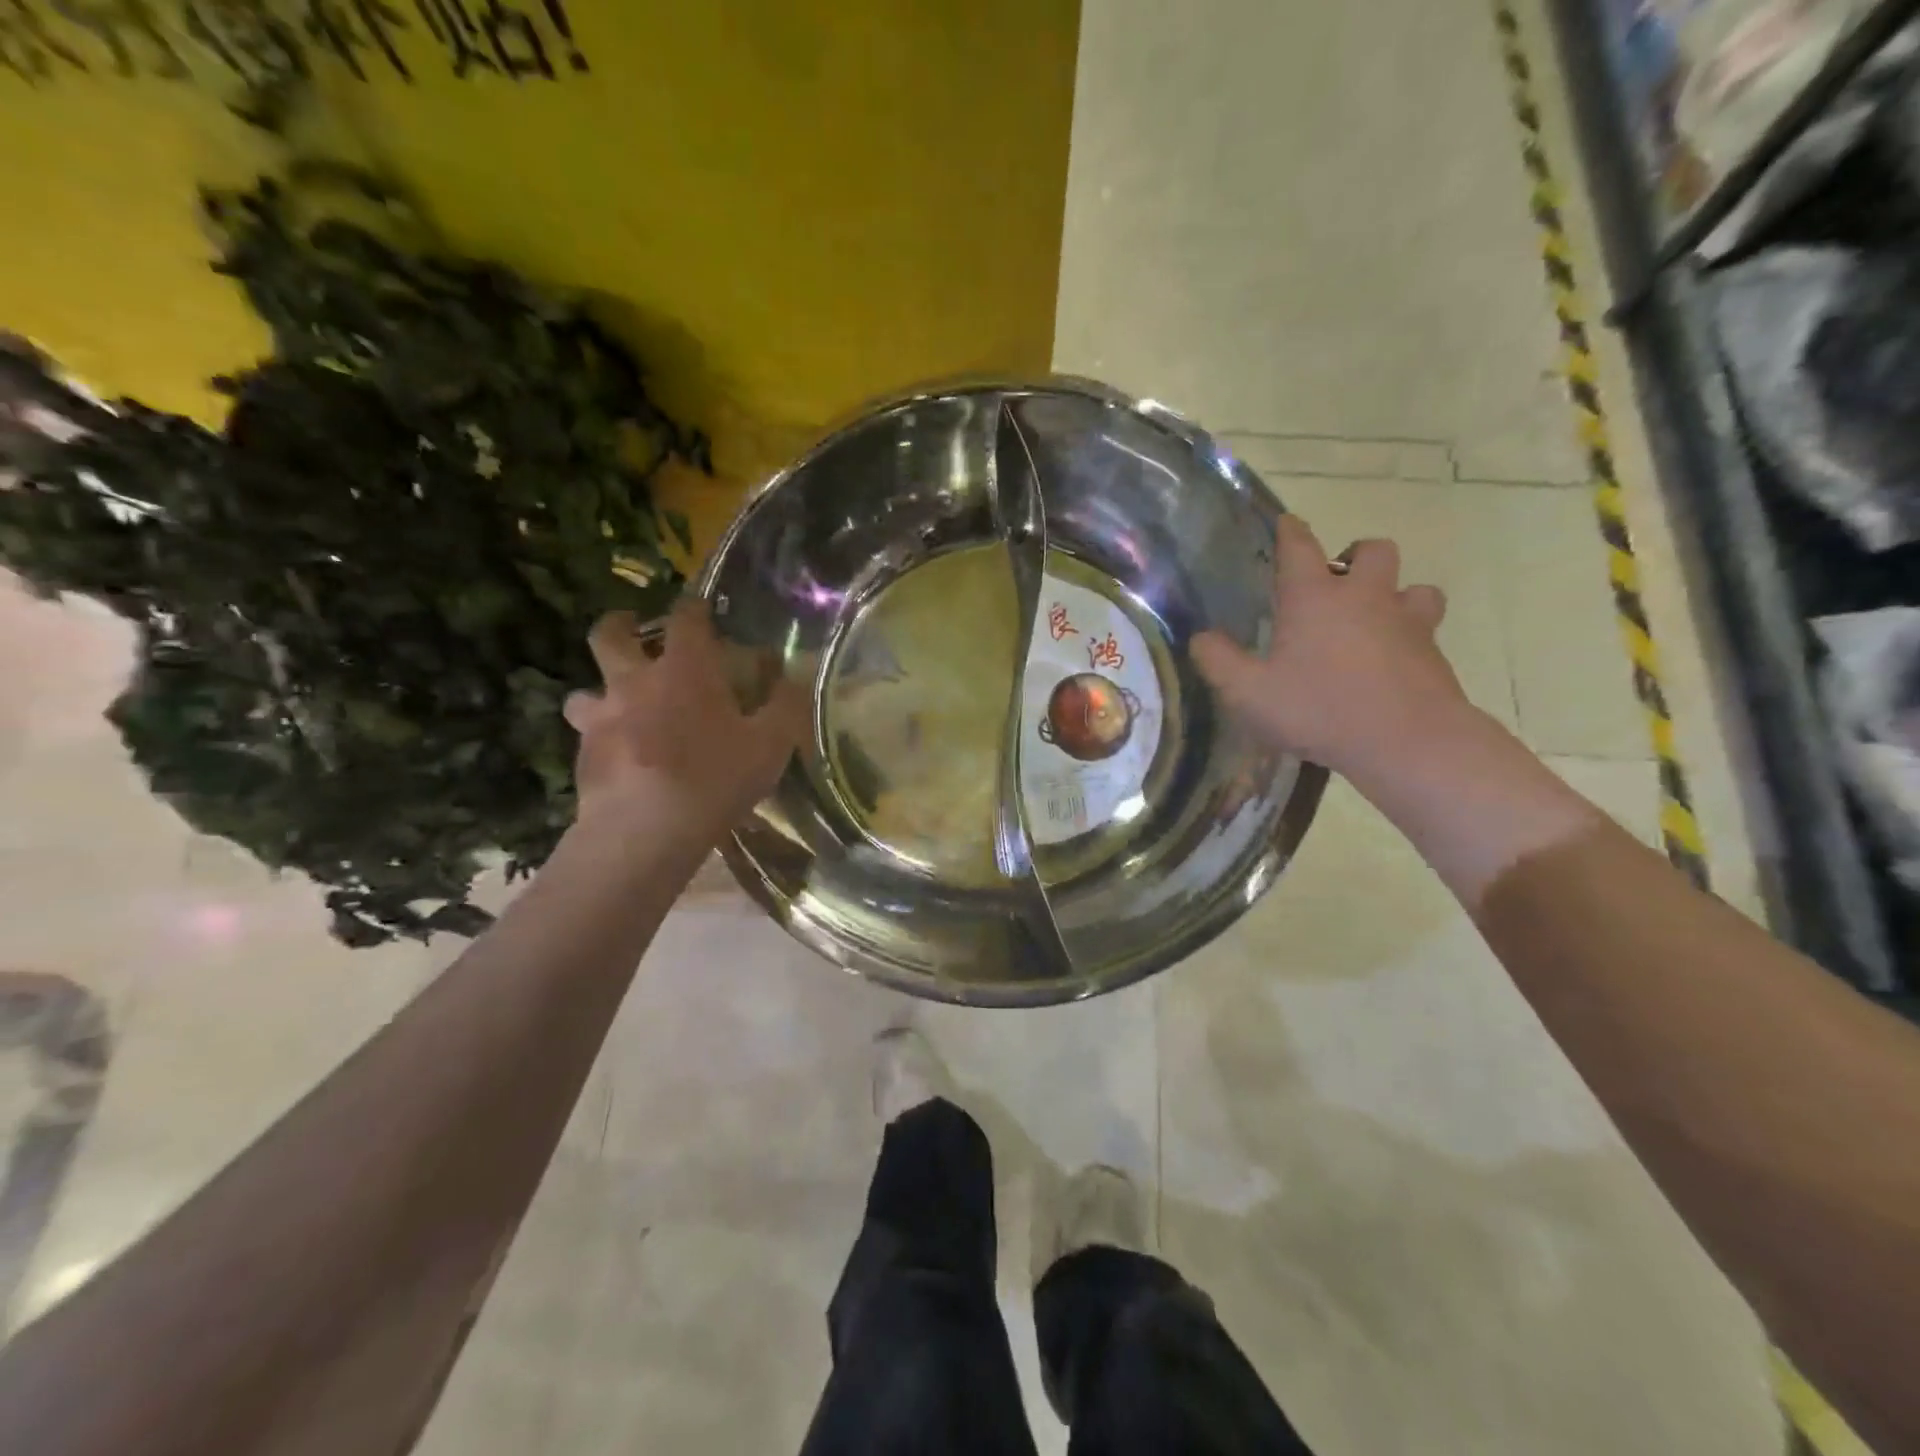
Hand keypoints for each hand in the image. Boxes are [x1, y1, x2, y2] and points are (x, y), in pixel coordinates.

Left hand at [564, 599, 807, 840]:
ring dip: (599, 691)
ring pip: (584, 690)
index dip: (693, 607)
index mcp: (685, 670)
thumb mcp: (771, 744)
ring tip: (617, 706)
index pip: (685, 618)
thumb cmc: (715, 779)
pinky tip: (618, 758)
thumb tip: (796, 676)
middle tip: (630, 629)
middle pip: (609, 636)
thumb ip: (786, 705)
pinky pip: (586, 735)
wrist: (645, 831)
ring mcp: (602, 718)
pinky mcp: (583, 755)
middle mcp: (636, 682)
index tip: (699, 607)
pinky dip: (600, 737)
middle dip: (618, 625)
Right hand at [1191, 514, 1471, 784]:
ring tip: (1375, 617)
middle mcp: (1365, 597)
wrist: (1407, 742)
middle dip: (1356, 556)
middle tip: (1338, 579)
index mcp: (1315, 598)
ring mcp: (1407, 622)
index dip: (1290, 531)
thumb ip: (1218, 662)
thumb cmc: (1320, 710)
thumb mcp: (1248, 693)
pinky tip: (1393, 659)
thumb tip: (1201, 638)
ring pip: (1414, 586)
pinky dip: (1410, 633)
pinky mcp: (1433, 652)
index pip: (1300, 546)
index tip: (1285, 523)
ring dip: (1395, 592)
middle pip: (1373, 550)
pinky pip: (1426, 627)